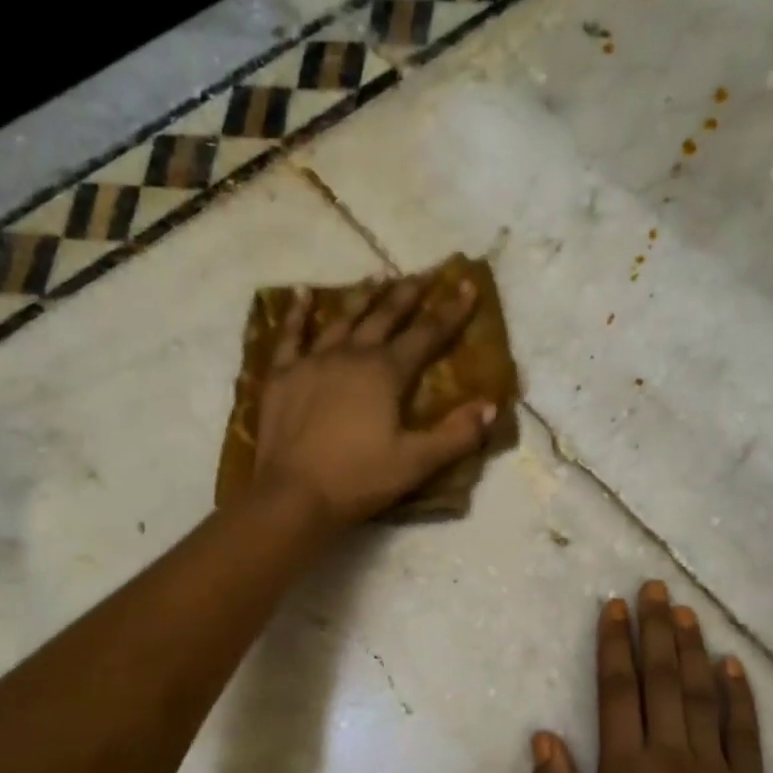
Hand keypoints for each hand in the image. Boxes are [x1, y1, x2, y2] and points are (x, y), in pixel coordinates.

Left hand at [253, 275, 498, 527]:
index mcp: (386, 373)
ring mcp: (312, 362)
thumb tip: (491, 407)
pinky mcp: (281, 376)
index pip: (426, 335)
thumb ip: (457, 435)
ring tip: (376, 278)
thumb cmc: (358, 479)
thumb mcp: (416, 463)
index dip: (450, 312)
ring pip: (342, 319)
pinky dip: (296, 313)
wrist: (293, 495)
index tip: (466, 286)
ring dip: (362, 297)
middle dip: (407, 295)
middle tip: (422, 276)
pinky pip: (289, 336)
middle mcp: (350, 355)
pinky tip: (302, 293)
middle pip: (384, 317)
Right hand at [529, 582, 772, 772]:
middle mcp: (674, 762)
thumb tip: (545, 736)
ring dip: (692, 649)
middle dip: (654, 629)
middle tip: (653, 586)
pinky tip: (732, 665)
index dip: (613, 645)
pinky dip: (740, 696)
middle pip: (662, 681)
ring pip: (703, 697)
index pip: (618, 693)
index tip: (613, 607)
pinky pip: (747, 734)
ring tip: (683, 610)